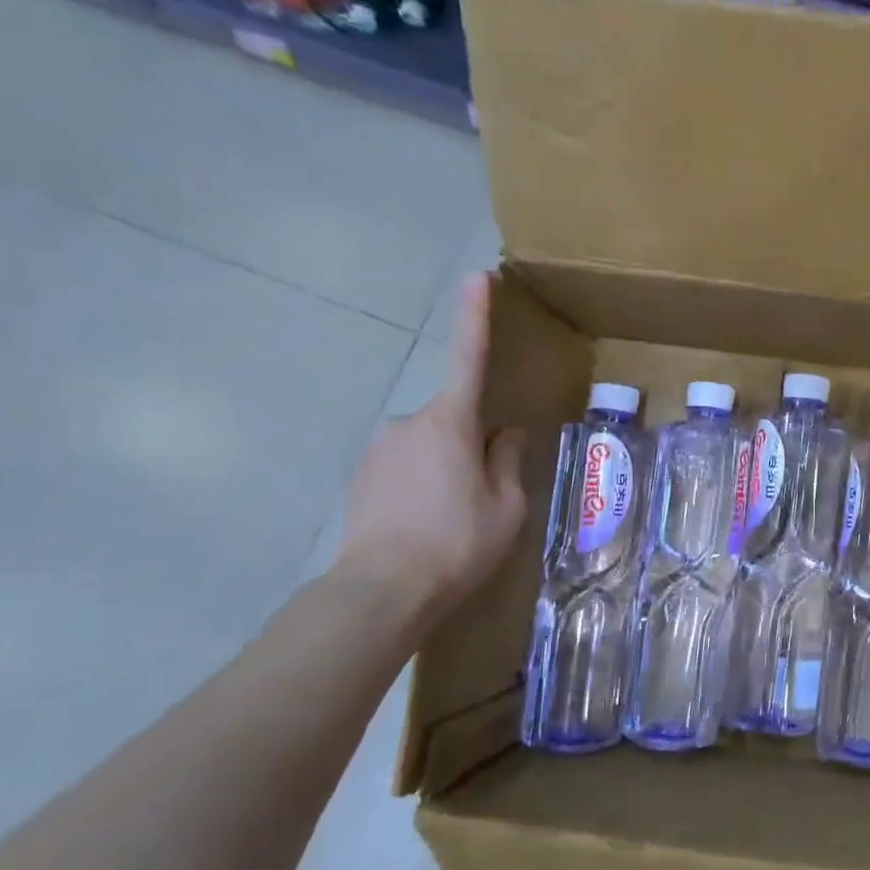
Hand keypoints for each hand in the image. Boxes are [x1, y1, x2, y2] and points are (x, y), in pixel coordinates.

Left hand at [333, 273, 526, 620]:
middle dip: (474, 445)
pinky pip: (405, 468)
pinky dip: (422, 486)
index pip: (468, 358)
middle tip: (485, 498)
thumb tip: (505, 434)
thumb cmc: (457, 543)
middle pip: (455, 419)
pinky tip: (426, 526)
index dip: (475, 317)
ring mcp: (379, 449)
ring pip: (430, 446)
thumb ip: (508, 461)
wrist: (380, 592)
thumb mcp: (507, 506)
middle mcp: (410, 423)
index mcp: (452, 422)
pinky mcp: (361, 476)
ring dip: (447, 470)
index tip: (476, 277)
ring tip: (454, 522)